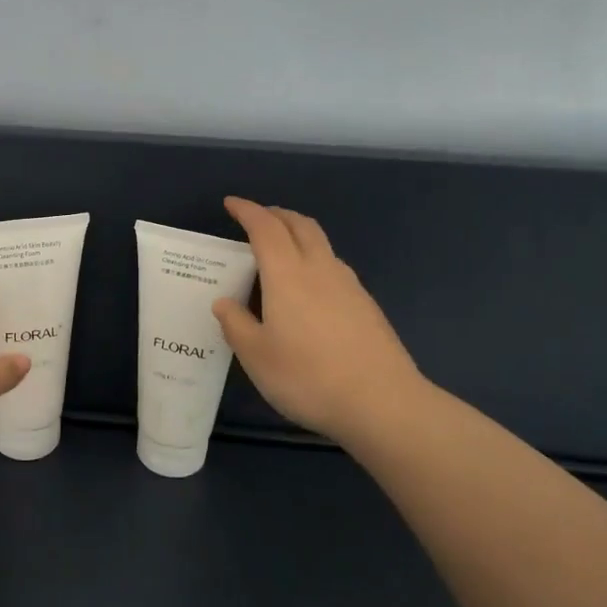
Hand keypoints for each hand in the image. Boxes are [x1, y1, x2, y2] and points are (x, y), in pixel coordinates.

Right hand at [213, 197, 428, 445]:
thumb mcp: (256, 356)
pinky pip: (334, 267)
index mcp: (287, 275)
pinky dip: (315, 260)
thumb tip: (224, 302)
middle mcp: (320, 269)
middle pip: (300, 225)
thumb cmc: (308, 377)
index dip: (247, 211)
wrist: (382, 403)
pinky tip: (310, 288)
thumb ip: (236, 324)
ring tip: (281, 250)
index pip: (265, 228)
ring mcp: (349, 286)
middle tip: (257, 218)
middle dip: (277, 214)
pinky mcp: (366, 306)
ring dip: (298, 235)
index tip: (231, 204)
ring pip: (321, 244)